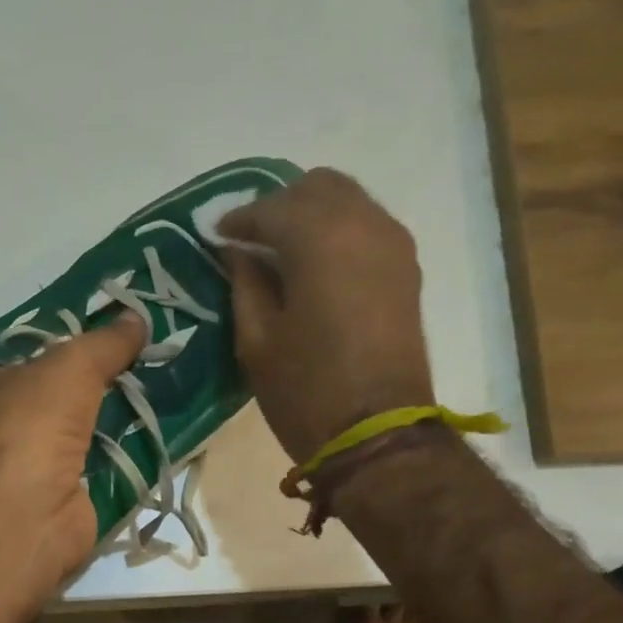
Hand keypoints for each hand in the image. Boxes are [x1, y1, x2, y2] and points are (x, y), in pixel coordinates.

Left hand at [0, 311, 147, 581]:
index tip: (85, 327)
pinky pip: (86, 462)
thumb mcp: (71, 365)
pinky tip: (145, 428)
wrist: (29, 511)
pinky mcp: (49, 493)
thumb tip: (137, 317)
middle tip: (124, 354)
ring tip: (143, 384)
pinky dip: (112, 451)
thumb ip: (105, 342)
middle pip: (40, 391)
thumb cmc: (29, 422)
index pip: (2, 351)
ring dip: (100, 415)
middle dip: (81, 379)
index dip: (44, 338)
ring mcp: (15, 463)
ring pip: (65, 428)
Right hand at [221, 168, 433, 463]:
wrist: (377, 435)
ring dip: (311, 215)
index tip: (215, 236)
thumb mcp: (256, 340)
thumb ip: (245, 282)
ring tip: (280, 251)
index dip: (238, 220)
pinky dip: (338, 231)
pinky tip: (315, 265)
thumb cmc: (305, 391)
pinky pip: (367, 226)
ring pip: (348, 201)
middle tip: (249, 240)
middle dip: (278, 205)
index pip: (270, 208)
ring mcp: (393, 243)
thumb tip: (239, 252)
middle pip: (317, 187)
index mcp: (319, 238)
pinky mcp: (407, 268)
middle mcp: (363, 223)